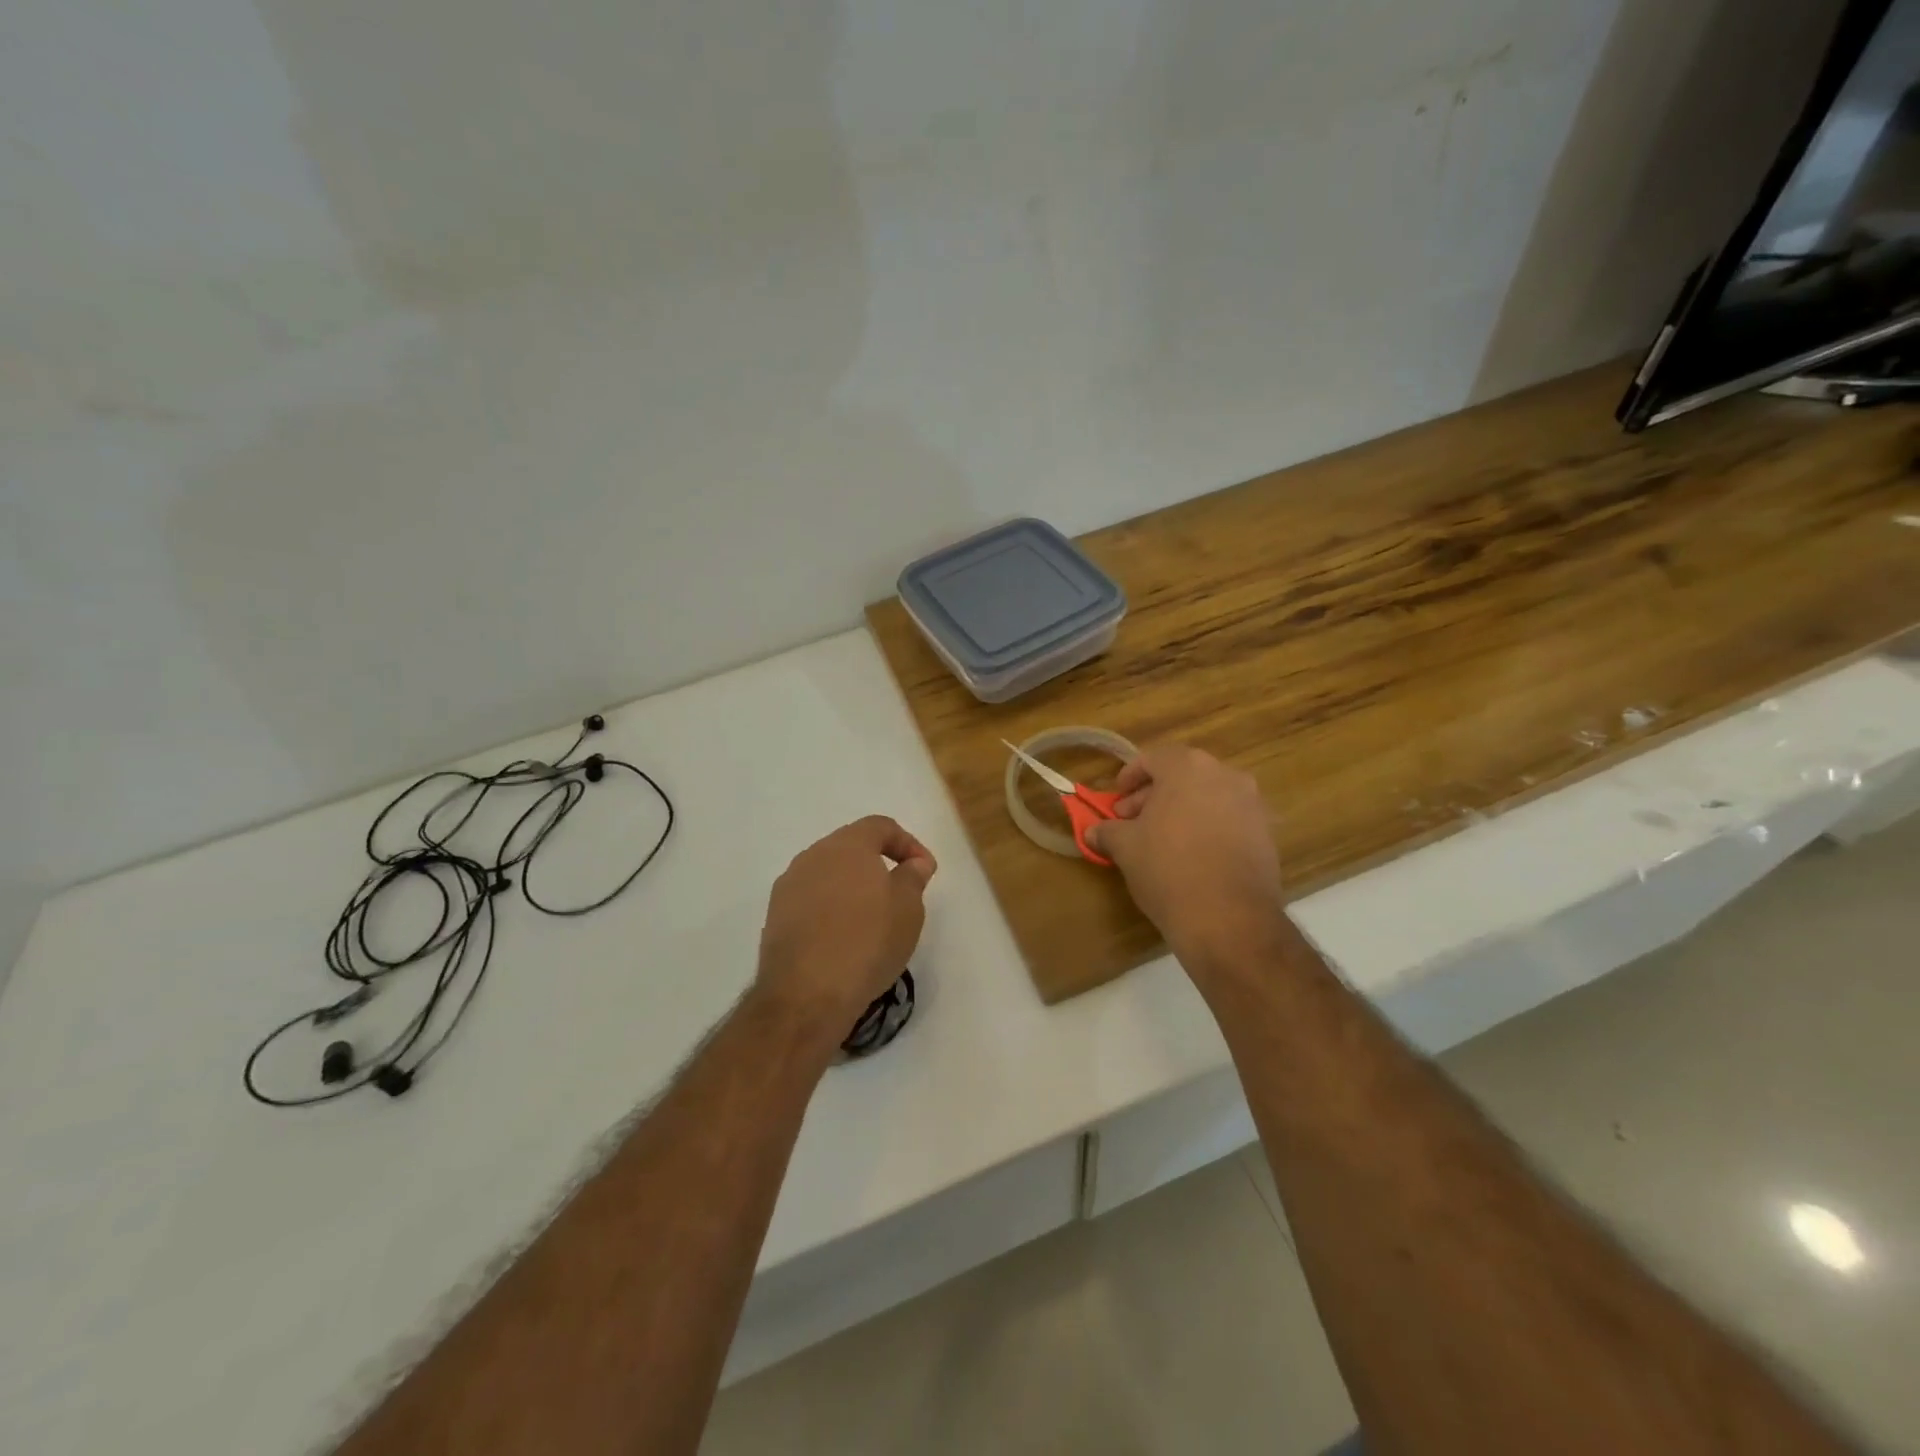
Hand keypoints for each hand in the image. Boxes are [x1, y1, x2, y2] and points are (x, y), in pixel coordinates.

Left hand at [753, 816, 936, 1046]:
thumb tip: (913, 863)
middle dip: (878, 864)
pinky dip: (832, 909)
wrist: (806, 995)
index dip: (908, 843)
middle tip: (901, 892)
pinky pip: (812, 900)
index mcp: (847, 845)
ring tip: (873, 918)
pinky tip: (844, 937)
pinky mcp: (775, 917)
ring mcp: (789, 886)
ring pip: (829, 874)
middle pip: (851, 847)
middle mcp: (813, 856)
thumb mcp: (908, 909)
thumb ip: (912, 877)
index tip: (925, 871)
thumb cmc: (867, 942)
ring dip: (853, 887)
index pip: (880, 826)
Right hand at [1086, 745, 1287, 979]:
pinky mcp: (1266, 834)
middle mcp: (1225, 775)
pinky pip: (1228, 819)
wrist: (1229, 918)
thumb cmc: (1168, 869)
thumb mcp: (1126, 848)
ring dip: (1182, 811)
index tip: (1116, 800)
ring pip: (1208, 796)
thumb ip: (1108, 831)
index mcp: (1188, 767)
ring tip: (1161, 840)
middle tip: (1132, 821)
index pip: (1153, 758)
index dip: (1130, 776)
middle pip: (1182, 775)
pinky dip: (1207, 828)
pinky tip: (1191, 856)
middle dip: (1154, 795)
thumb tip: (1092, 831)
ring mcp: (1252, 804)